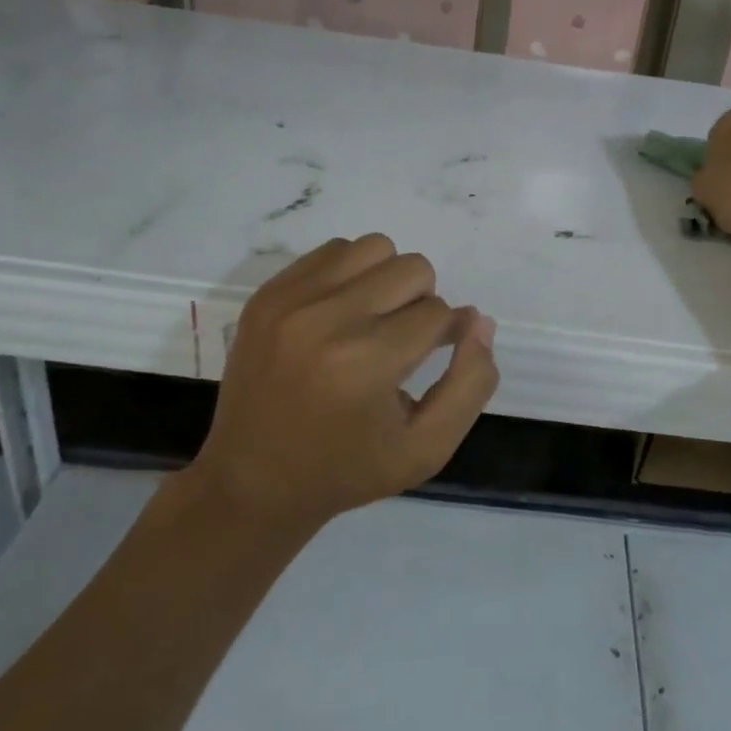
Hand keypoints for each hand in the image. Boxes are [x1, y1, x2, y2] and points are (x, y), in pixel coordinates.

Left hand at [191, 235, 497, 527]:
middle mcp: (326, 319)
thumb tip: (479, 320)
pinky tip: (340, 313)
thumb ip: (470, 384)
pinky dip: (350, 274)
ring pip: (374, 248)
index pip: (438, 313)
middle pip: (412, 269)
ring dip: (387, 279)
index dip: (445, 335)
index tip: (429, 359)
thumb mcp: (426, 449)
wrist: (252, 481)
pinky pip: (332, 251)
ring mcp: (290, 301)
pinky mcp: (267, 293)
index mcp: (366, 363)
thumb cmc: (346, 470)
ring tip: (372, 321)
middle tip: (400, 342)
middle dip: (421, 302)